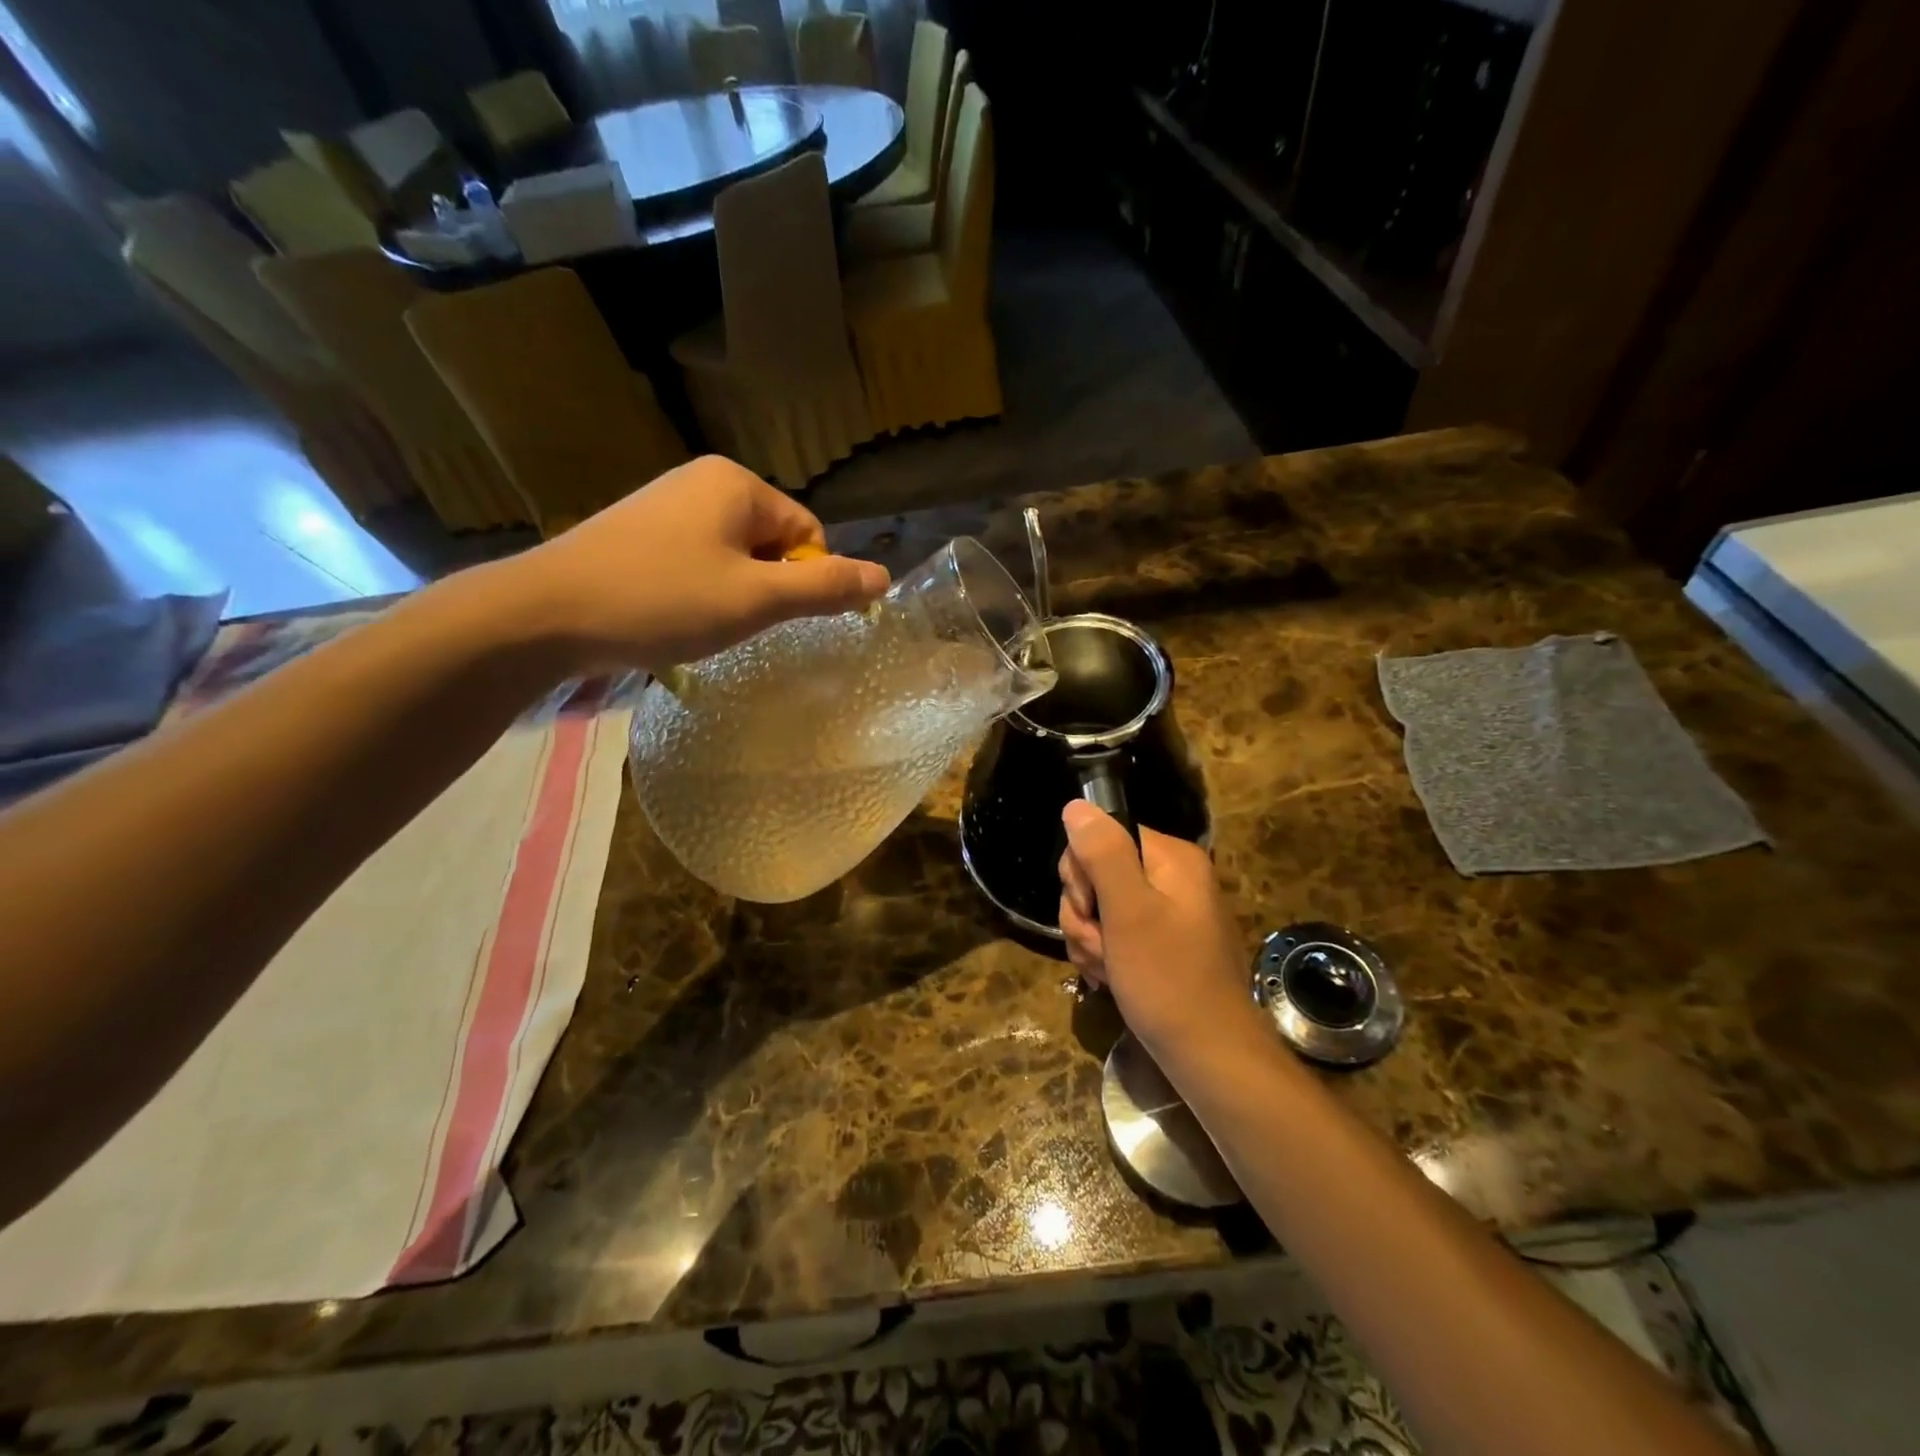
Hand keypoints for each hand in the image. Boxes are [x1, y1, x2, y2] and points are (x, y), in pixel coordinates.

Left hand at [492, 457, 889, 674]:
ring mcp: (665, 504)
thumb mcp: (757, 600)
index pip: (808, 533)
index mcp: (737, 483)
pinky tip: (672, 615)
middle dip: (766, 588)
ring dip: (733, 594)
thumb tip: (885, 577)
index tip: (770, 617)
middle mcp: (703, 481)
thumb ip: (824, 587)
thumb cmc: (663, 600)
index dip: (803, 581)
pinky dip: (699, 592)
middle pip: (771, 542)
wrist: (546, 614)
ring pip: (734, 556)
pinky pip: (697, 560)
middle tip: (733, 622)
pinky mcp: (638, 531)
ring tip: (699, 622)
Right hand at [1059, 802, 1264, 1065]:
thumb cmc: (1168, 981)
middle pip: (1097, 872)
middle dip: (1084, 913)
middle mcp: (1171, 877)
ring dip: (1091, 940)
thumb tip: (1077, 805)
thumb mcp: (1128, 913)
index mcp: (1171, 859)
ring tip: (1108, 971)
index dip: (1083, 872)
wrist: (1210, 1058)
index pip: (1103, 835)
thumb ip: (1102, 854)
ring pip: (1099, 907)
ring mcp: (1166, 912)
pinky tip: (1111, 980)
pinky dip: (1104, 956)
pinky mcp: (1159, 943)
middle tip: (1102, 947)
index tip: (1092, 910)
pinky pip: (1114, 933)